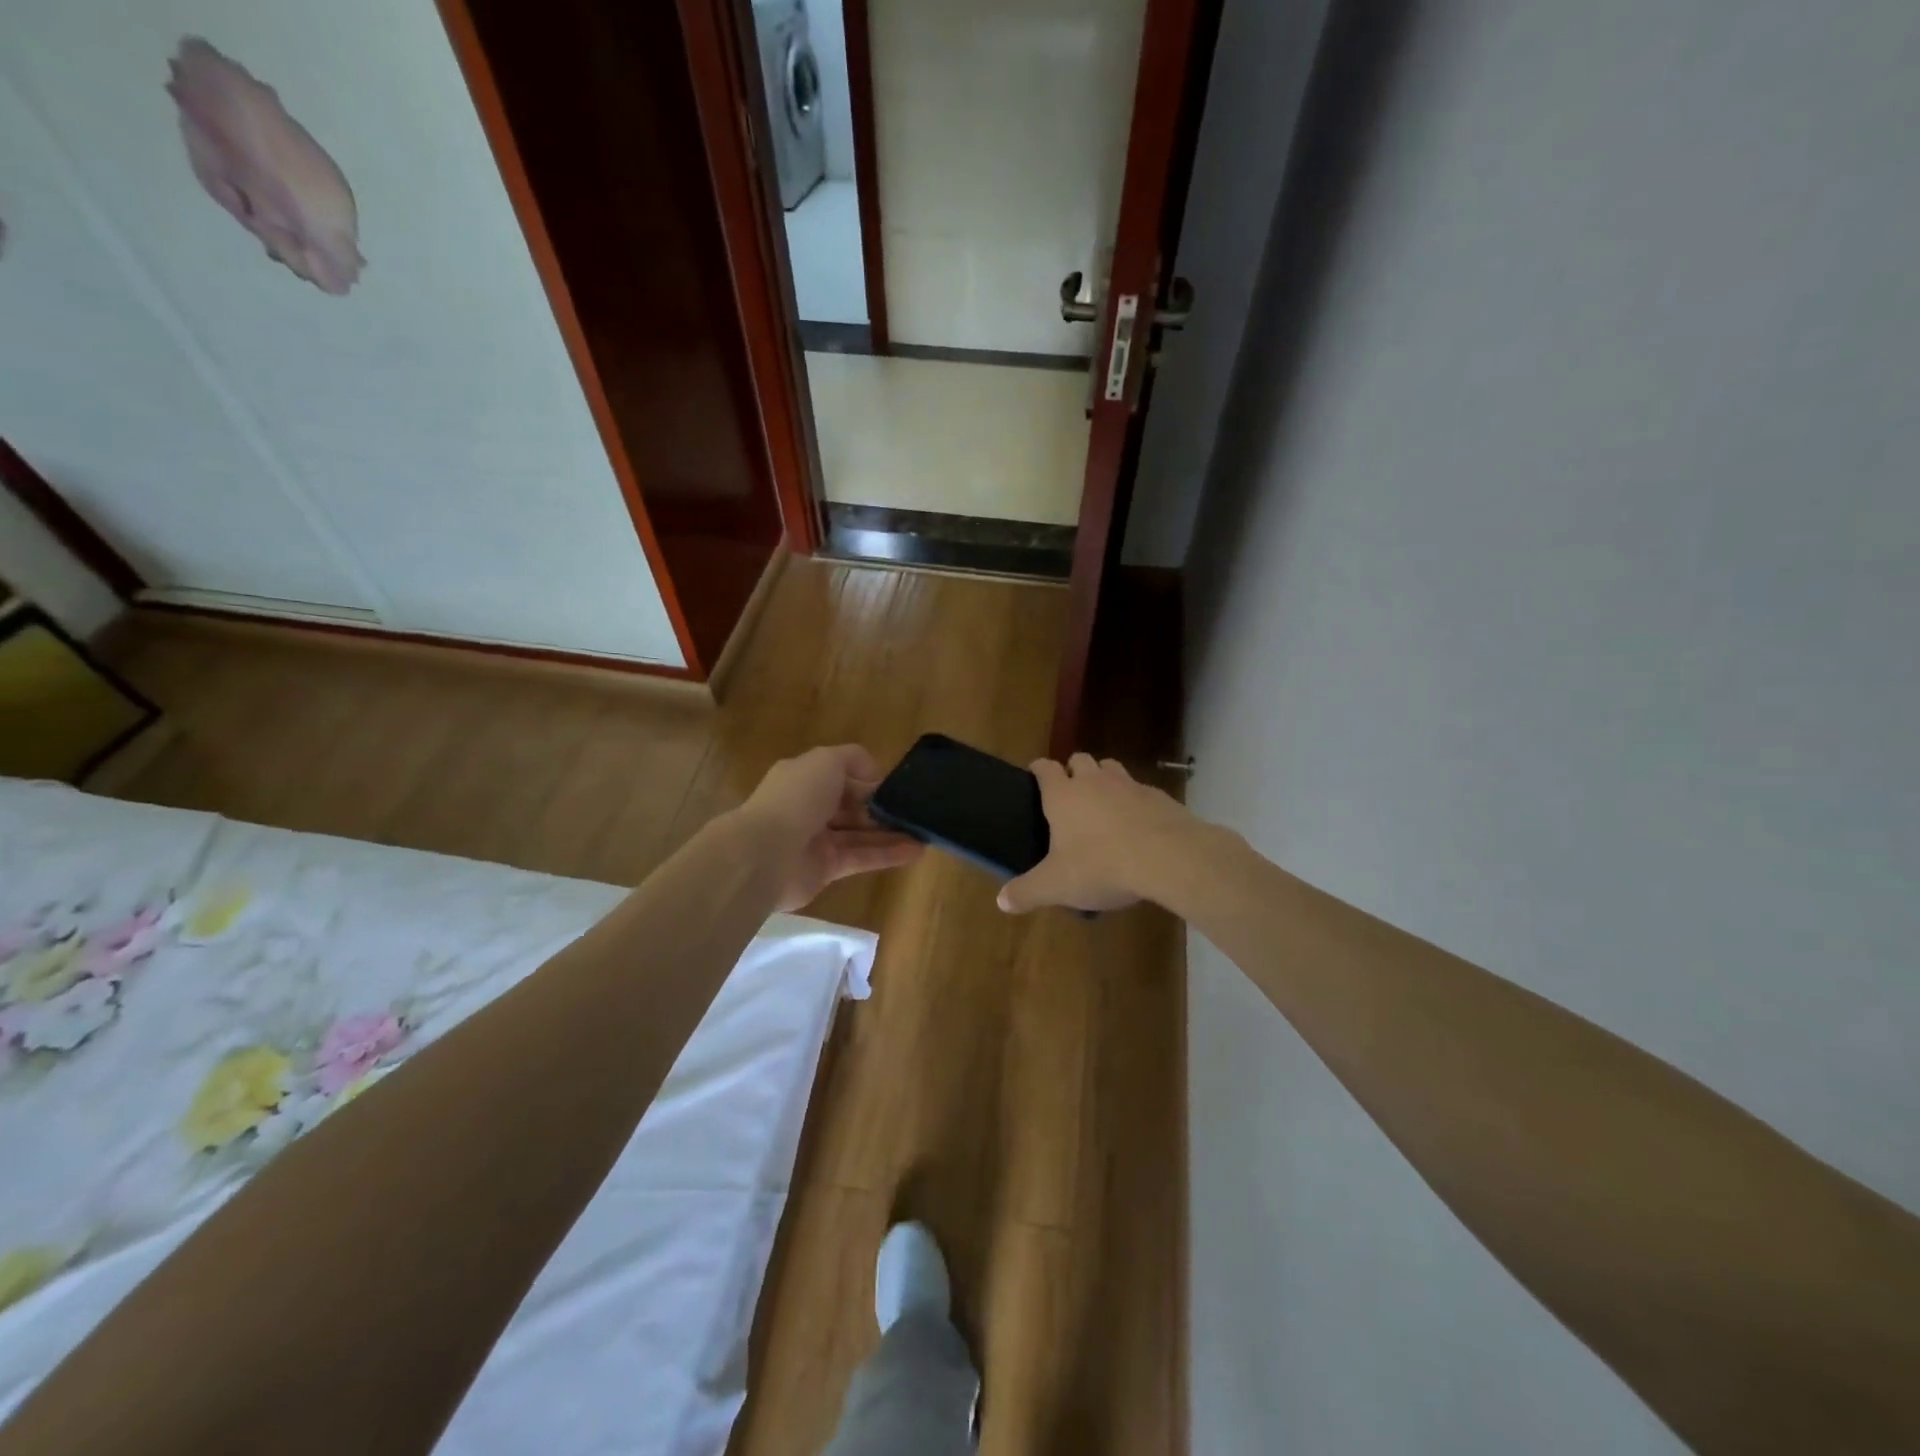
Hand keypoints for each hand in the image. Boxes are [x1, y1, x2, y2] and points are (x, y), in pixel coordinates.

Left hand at [735, 745, 923, 911]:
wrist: (765, 854)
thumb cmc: (797, 798)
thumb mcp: (826, 760)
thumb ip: (853, 759)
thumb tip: (875, 774)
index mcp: (804, 778)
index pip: (841, 775)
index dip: (868, 779)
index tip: (895, 784)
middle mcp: (809, 808)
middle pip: (851, 806)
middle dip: (881, 807)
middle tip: (915, 809)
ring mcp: (816, 840)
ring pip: (860, 833)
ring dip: (891, 832)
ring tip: (924, 831)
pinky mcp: (826, 869)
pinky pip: (862, 857)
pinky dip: (888, 854)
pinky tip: (916, 850)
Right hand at [998, 754, 1200, 913]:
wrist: (1168, 857)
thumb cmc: (1101, 865)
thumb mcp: (1057, 885)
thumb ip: (1027, 891)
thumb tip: (1002, 900)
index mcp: (1063, 795)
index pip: (1045, 768)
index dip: (1038, 769)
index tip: (1035, 775)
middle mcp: (1094, 781)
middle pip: (1079, 760)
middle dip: (1073, 770)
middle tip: (1070, 794)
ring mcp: (1129, 785)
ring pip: (1111, 768)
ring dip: (1104, 779)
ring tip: (1104, 804)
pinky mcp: (1159, 797)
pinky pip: (1141, 790)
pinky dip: (1135, 801)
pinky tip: (1137, 825)